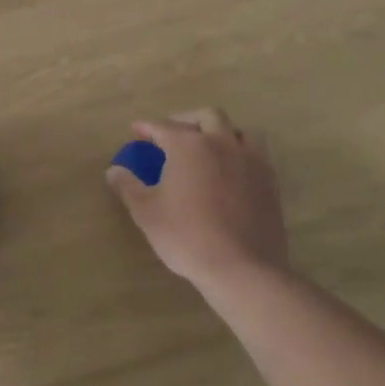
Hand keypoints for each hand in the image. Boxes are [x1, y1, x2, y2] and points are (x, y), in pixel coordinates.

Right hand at [107, 109, 289, 308]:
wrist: (242, 269)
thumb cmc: (187, 236)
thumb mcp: (146, 212)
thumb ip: (128, 186)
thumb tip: (114, 170)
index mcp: (188, 145)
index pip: (162, 126)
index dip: (146, 127)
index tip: (136, 130)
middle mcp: (221, 144)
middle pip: (207, 116)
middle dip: (187, 120)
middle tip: (173, 135)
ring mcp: (250, 162)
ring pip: (240, 130)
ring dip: (223, 132)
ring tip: (210, 147)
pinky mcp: (270, 183)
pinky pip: (257, 155)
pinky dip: (242, 154)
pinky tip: (232, 171)